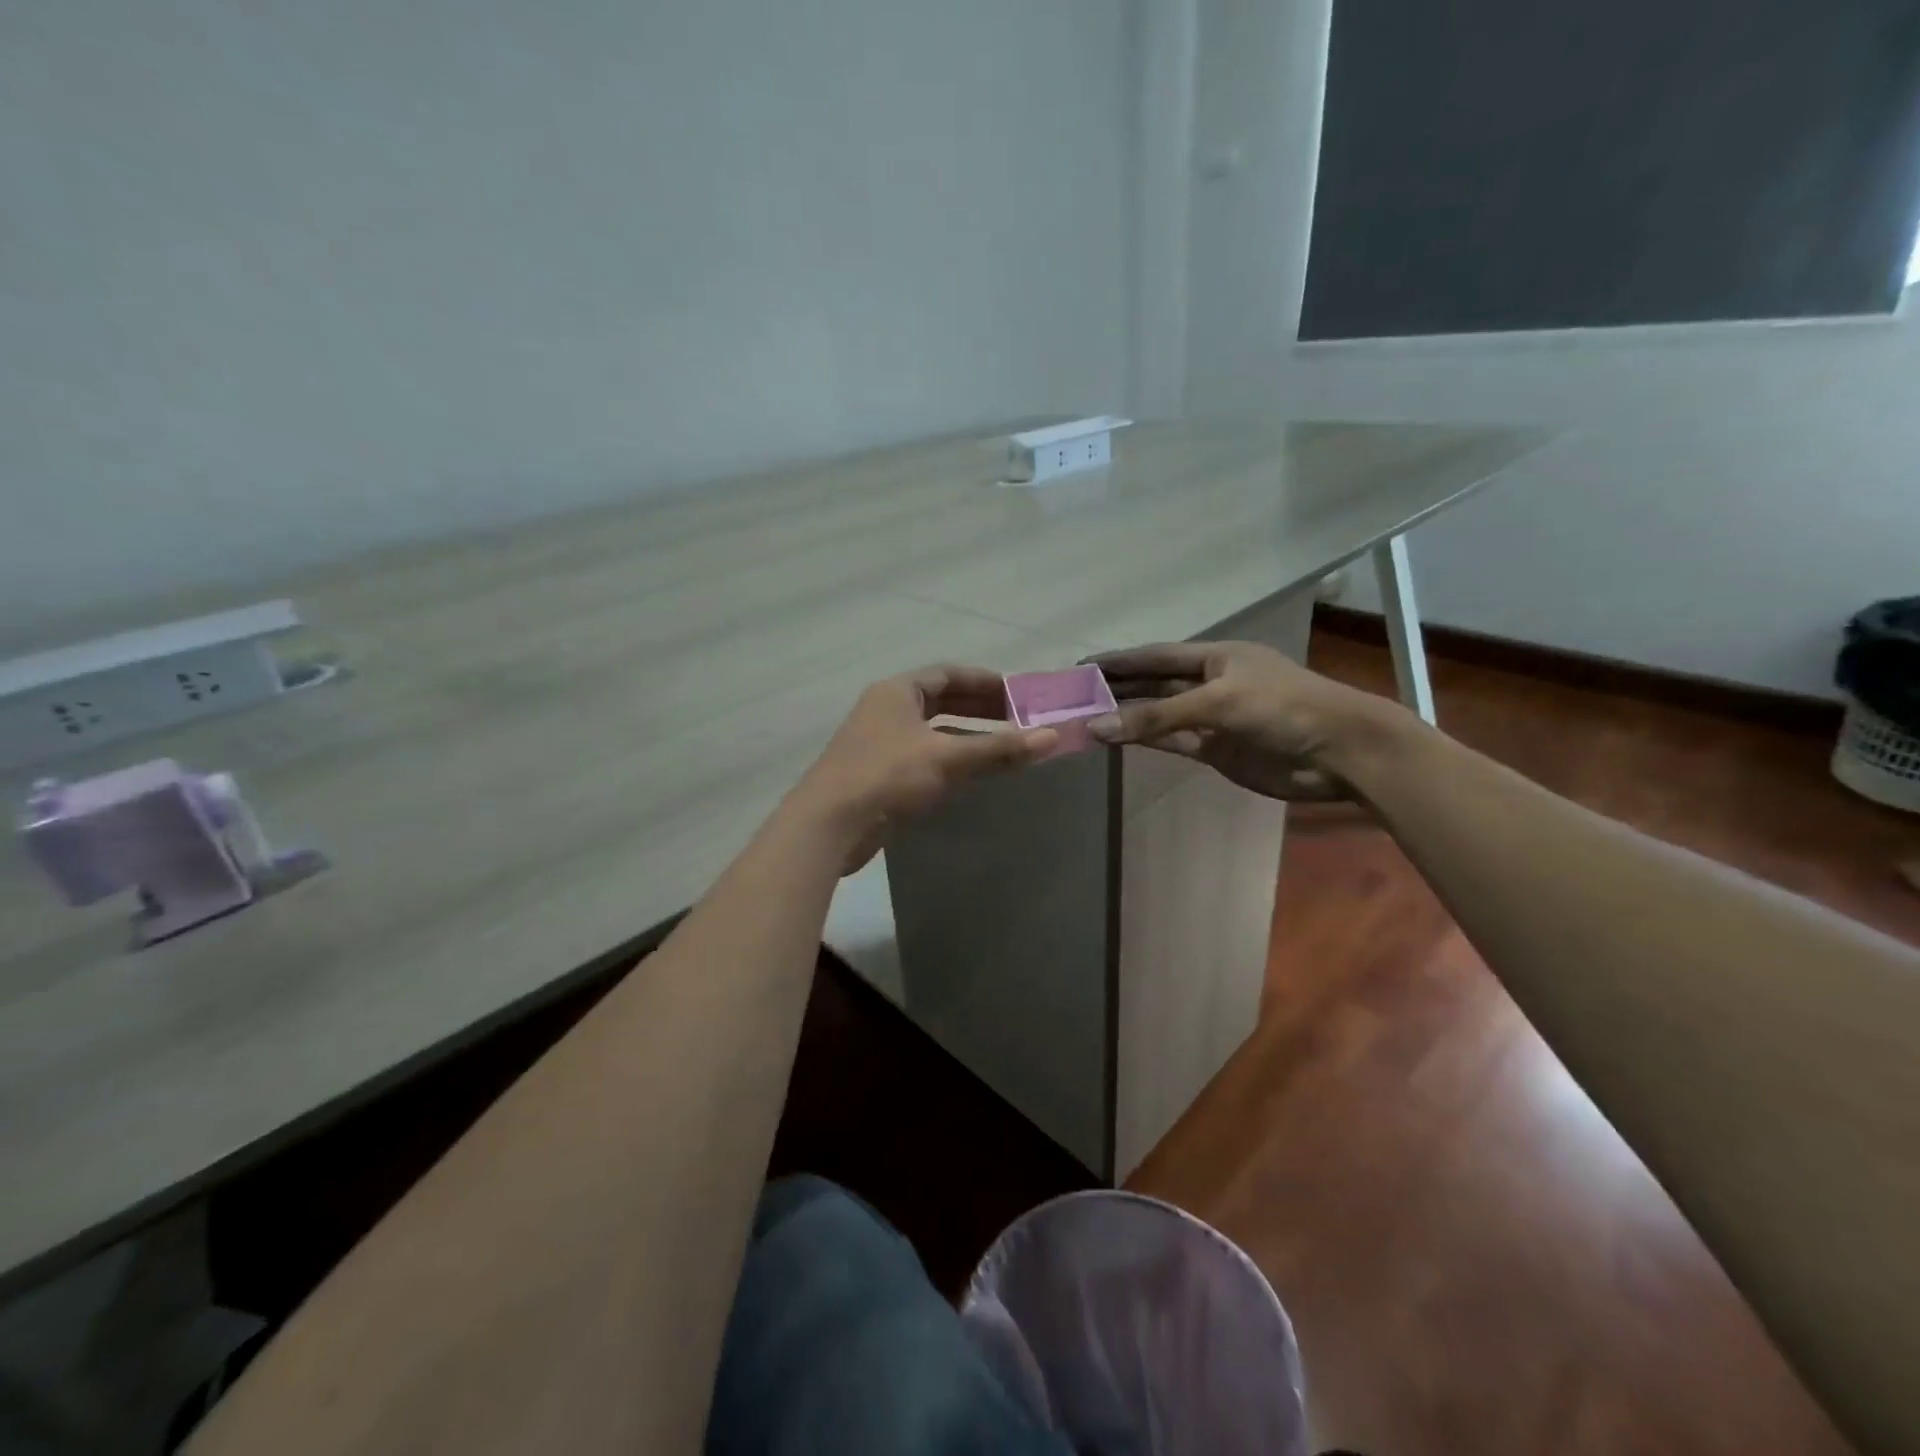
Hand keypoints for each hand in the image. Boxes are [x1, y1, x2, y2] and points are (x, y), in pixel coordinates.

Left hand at [793, 665, 1056, 871]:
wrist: (829, 825)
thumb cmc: (886, 776)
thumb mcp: (946, 758)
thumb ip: (998, 748)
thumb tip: (1052, 737)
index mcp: (897, 692)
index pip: (947, 674)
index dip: (984, 681)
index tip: (1018, 693)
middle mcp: (886, 710)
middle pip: (940, 701)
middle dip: (979, 709)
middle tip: (1018, 720)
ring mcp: (880, 743)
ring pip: (933, 732)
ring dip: (967, 737)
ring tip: (1004, 748)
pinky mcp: (879, 775)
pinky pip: (924, 758)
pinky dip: (950, 761)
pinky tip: (973, 776)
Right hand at [1086, 640, 1411, 801]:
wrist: (1339, 752)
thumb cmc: (1282, 709)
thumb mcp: (1216, 703)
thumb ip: (1155, 716)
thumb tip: (1096, 727)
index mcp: (1216, 656)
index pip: (1155, 656)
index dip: (1120, 660)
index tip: (1082, 664)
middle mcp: (1211, 683)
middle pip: (1154, 684)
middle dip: (1118, 688)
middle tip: (1075, 695)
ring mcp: (1213, 718)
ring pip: (1160, 715)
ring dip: (1128, 717)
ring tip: (1086, 718)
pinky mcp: (1217, 749)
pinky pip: (1172, 741)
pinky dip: (1146, 739)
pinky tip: (1118, 738)